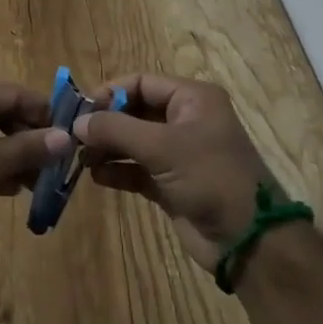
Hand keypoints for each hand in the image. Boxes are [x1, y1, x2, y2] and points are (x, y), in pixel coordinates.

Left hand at [0, 71, 72, 256]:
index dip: (46, 117)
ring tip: (39, 183)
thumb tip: (65, 138)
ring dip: (12, 155)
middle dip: (29, 140)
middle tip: (57, 167)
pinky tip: (11, 188)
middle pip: (1, 111)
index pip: (15, 94)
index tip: (72, 140)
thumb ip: (26, 149)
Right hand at [73, 73, 273, 269]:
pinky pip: (136, 169)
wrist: (249, 241)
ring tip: (81, 159)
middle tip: (73, 137)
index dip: (110, 92)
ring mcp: (178, 154)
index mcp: (192, 99)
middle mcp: (185, 120)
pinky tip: (96, 177)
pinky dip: (117, 171)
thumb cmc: (210, 177)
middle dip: (105, 123)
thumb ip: (116, 129)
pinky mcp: (171, 183)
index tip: (80, 110)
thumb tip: (76, 123)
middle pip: (134, 111)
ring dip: (107, 148)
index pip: (141, 82)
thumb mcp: (162, 146)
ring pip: (132, 141)